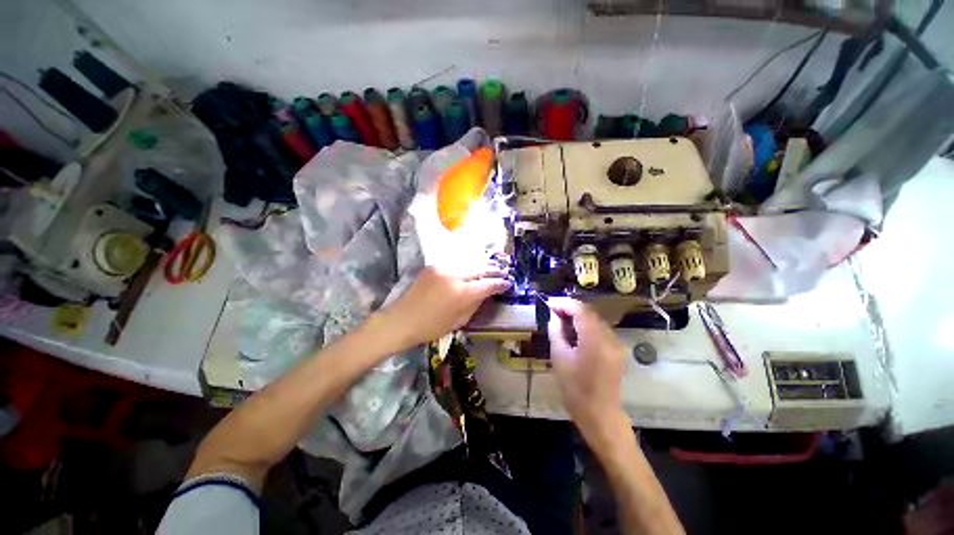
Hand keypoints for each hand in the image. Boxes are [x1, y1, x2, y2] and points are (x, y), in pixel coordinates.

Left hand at [379, 267, 510, 349]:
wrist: (402, 320)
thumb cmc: (431, 327)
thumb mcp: (459, 321)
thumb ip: (476, 304)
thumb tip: (487, 292)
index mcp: (462, 293)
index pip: (488, 284)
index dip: (500, 284)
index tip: (508, 283)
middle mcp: (455, 275)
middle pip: (481, 268)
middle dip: (494, 270)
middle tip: (503, 272)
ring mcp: (443, 268)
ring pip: (469, 262)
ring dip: (482, 265)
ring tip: (490, 268)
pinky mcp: (434, 266)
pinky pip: (457, 263)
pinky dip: (467, 265)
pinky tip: (472, 268)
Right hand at [547, 298, 628, 435]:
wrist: (600, 414)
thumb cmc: (575, 388)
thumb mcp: (559, 358)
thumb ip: (556, 332)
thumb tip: (554, 316)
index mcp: (595, 340)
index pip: (580, 310)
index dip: (564, 303)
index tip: (549, 303)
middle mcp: (610, 337)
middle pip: (589, 313)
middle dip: (571, 309)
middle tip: (553, 312)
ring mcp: (616, 344)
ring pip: (595, 320)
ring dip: (578, 317)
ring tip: (561, 321)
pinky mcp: (618, 350)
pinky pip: (600, 330)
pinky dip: (586, 327)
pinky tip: (575, 333)